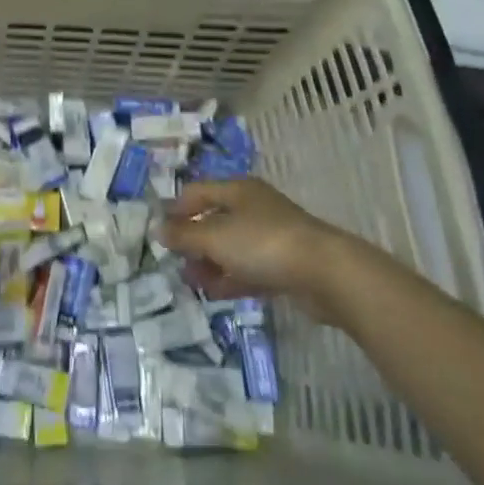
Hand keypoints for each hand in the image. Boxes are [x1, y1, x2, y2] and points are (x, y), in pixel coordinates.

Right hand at [162, 179, 343, 308]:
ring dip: (210, 263)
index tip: (161, 235)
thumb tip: (158, 229)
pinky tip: (217, 294)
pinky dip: (231, 278)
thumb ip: (185, 235)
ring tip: (194, 284)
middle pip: (214, 220)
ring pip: (231, 247)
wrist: (324, 272)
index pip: (197, 192)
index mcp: (236, 190)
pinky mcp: (283, 264)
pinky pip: (248, 268)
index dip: (176, 210)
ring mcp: (270, 236)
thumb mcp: (216, 238)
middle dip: (193, 242)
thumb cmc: (263, 243)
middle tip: (177, 265)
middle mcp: (252, 207)